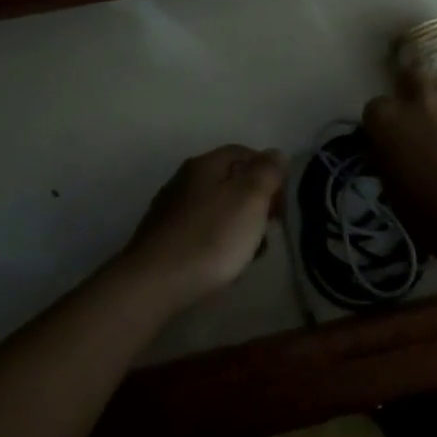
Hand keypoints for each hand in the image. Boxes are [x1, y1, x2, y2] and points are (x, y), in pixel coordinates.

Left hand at [123, 145, 283, 307]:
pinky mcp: (162, 240)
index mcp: (205, 165)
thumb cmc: (210, 237)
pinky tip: (224, 264)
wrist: (153, 283)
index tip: (283, 197)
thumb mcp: (250, 200)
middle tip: (271, 224)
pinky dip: (217, 241)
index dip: (267, 169)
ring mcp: (170, 210)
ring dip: (238, 224)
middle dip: (254, 200)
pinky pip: (200, 232)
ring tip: (252, 251)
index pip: (242, 152)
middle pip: (228, 180)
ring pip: (215, 208)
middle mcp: (184, 180)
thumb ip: (266, 173)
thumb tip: (275, 154)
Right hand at [363, 71, 436, 243]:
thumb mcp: (393, 189)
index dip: (386, 124)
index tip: (394, 140)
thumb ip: (390, 157)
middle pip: (413, 76)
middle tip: (426, 117)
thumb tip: (395, 150)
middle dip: (416, 91)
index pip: (376, 109)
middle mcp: (421, 97)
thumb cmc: (430, 214)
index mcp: (388, 118)